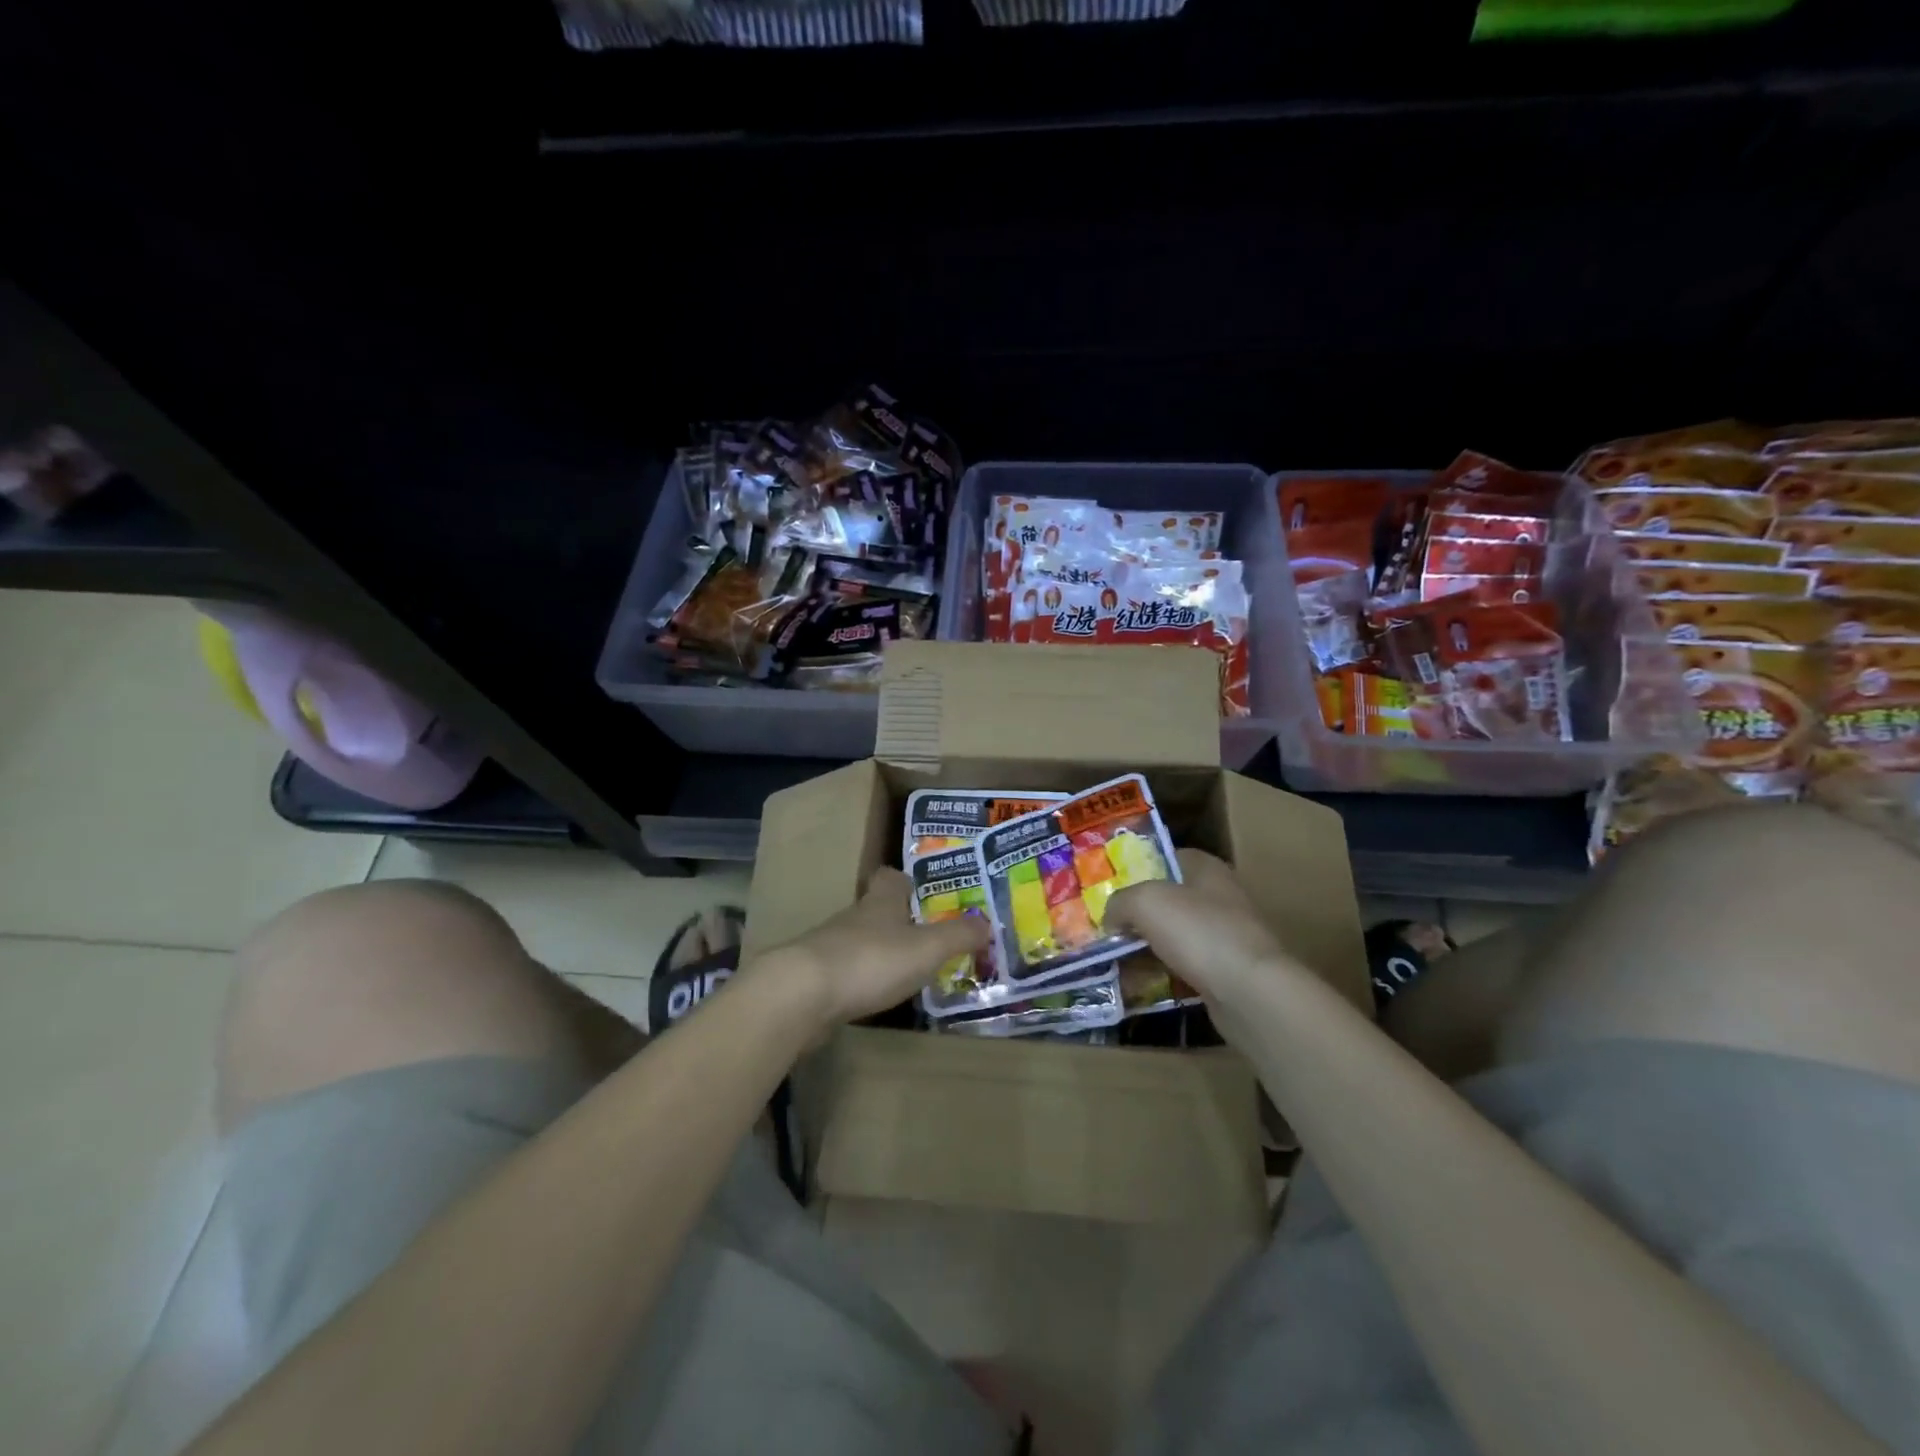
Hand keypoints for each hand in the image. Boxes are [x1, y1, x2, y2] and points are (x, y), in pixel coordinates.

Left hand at [751, 867, 989, 1030]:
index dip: (906, 881)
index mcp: (881, 902)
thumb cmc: (872, 961)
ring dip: (879, 951)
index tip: (922, 891)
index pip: (891, 878)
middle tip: (925, 935)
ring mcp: (830, 947)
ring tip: (905, 969)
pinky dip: (861, 980)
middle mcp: (854, 917)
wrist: (802, 994)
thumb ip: (958, 936)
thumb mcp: (927, 948)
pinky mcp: (815, 979)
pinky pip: (845, 972)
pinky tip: (874, 996)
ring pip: (859, 941)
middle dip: (896, 919)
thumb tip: (987, 923)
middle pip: (875, 909)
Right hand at [1106, 848, 1286, 1001]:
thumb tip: (1110, 916)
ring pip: (1176, 936)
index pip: (1167, 857)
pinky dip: (1164, 974)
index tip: (1110, 886)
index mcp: (1206, 868)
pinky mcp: (1228, 972)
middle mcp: (1220, 897)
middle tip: (1107, 926)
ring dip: (1149, 947)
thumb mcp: (1145, 902)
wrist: (1251, 992)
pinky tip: (1141, 984)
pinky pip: (1186, 967)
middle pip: (1169, 899)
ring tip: (1116, 959)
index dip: (1137, 868)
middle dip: (1139, 913)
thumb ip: (1120, 901)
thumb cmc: (1198, 931)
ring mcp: (1227, 936)